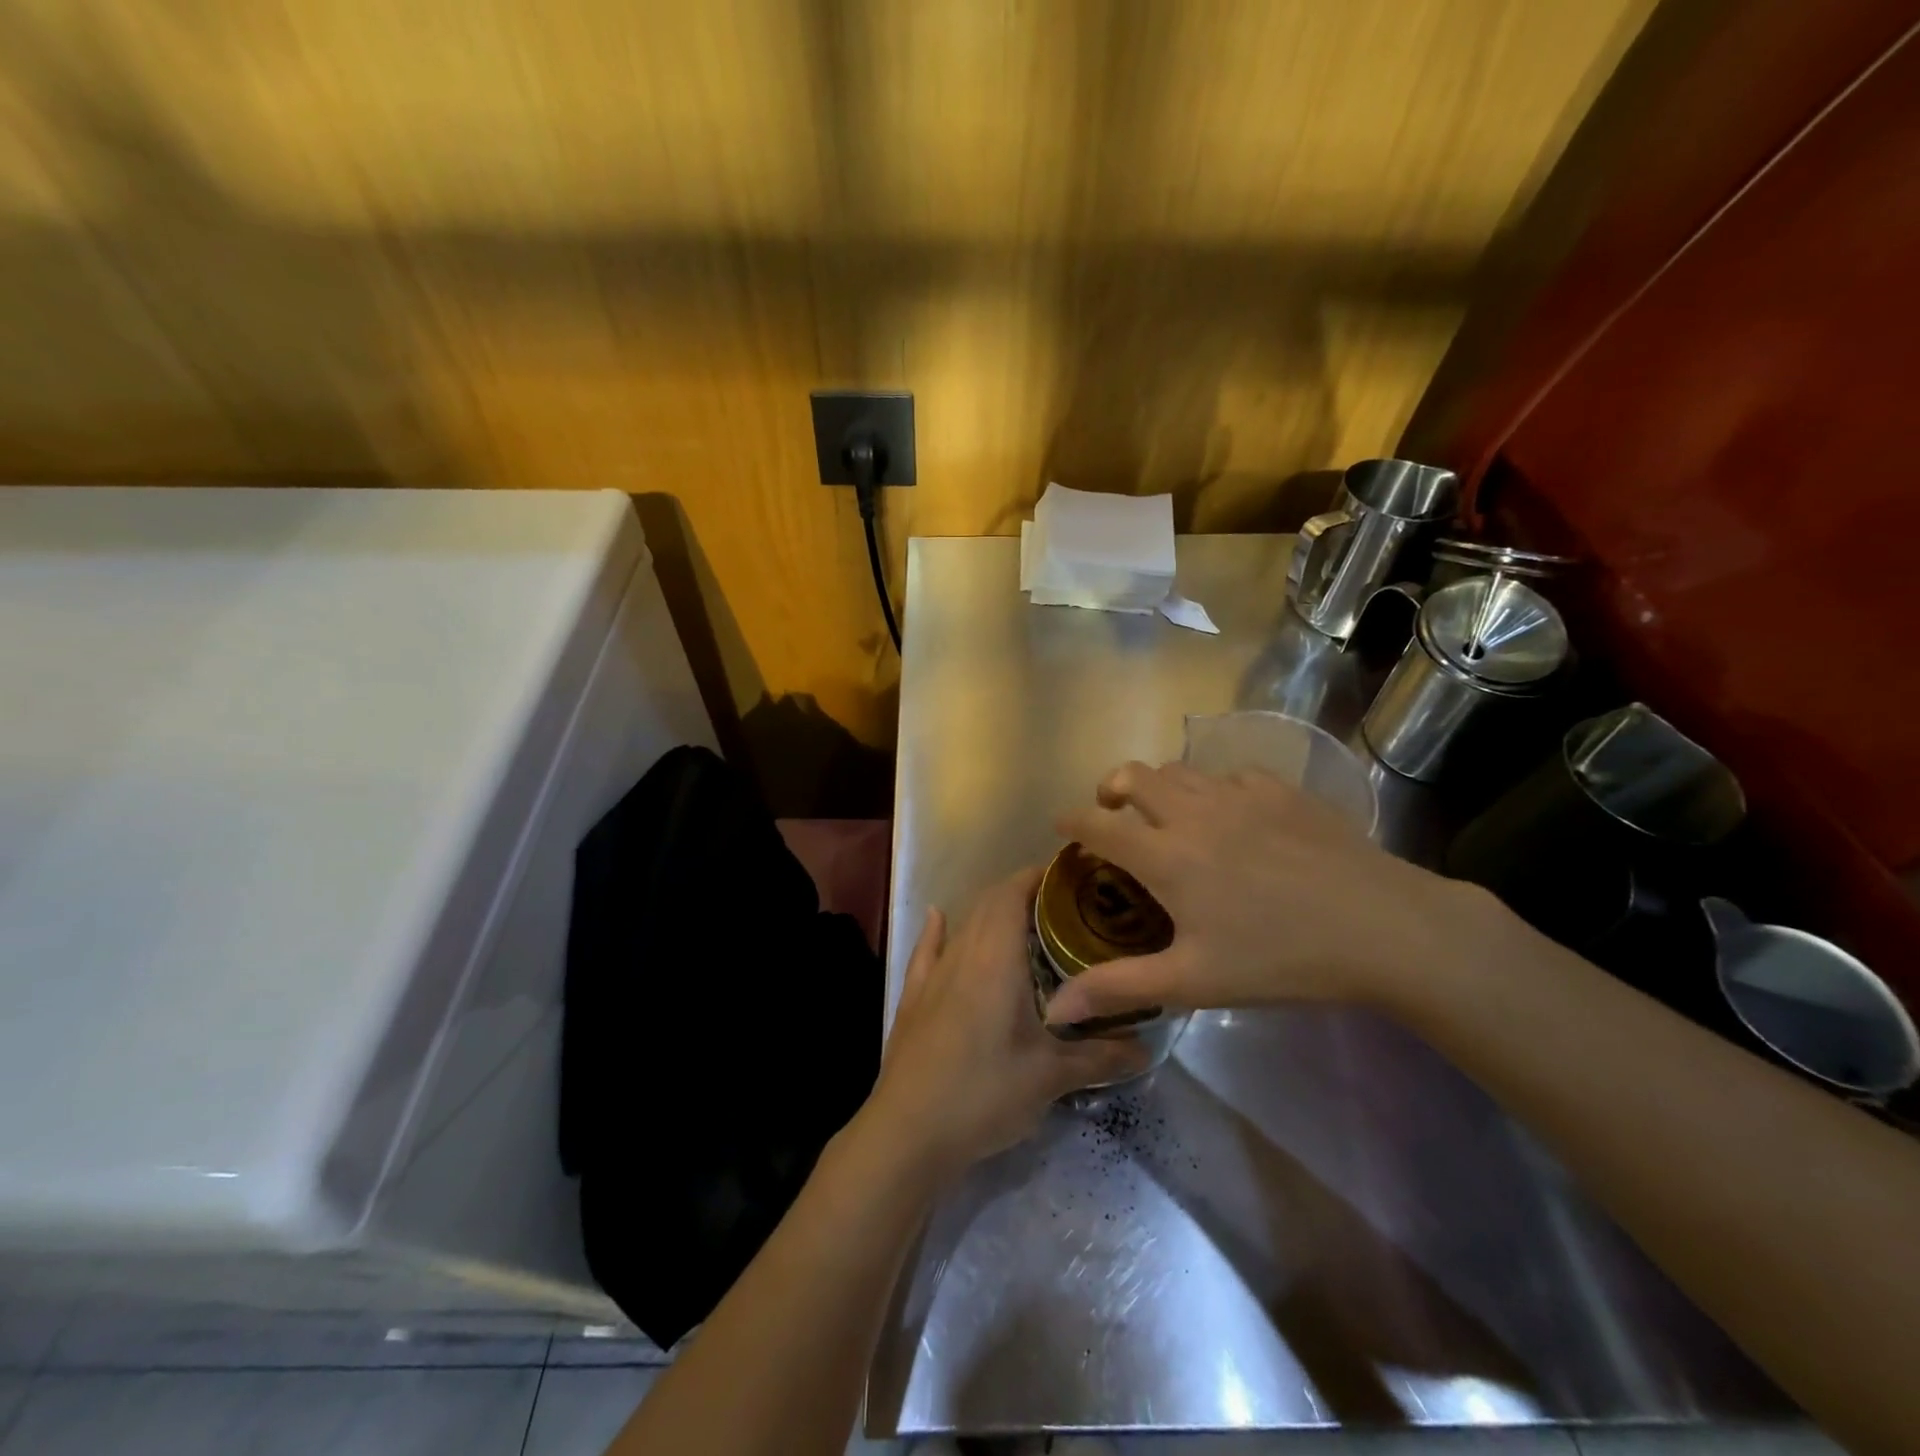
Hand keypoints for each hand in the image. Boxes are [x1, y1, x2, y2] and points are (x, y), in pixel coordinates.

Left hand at [863, 868, 1148, 1181]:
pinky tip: (939, 918)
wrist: (907, 1132)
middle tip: (1064, 906)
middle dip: (1023, 892)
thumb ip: (1099, 1057)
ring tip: (1024, 921)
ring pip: (963, 924)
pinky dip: (938, 930)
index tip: (1072, 876)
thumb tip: (1147, 1050)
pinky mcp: (913, 998)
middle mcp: (962, 953)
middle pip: (989, 902)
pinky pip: (926, 950)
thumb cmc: (984, 1094)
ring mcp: (932, 975)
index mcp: (995, 958)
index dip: (1039, 876)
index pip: (1013, 893)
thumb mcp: (1049, 1078)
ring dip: (990, 912)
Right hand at [1047, 760, 1500, 1024]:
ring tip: (1167, 815)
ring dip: (1159, 786)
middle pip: (1133, 776)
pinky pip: (1230, 776)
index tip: (1061, 826)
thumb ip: (1119, 987)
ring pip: (1180, 770)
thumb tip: (1055, 1009)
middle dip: (1111, 789)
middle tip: (1114, 814)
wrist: (1383, 928)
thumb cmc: (1280, 959)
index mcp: (1165, 855)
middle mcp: (1192, 812)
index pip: (1097, 824)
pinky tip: (1233, 818)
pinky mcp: (1280, 790)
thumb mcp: (1193, 981)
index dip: (1071, 821)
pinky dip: (1214, 790)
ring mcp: (1239, 794)